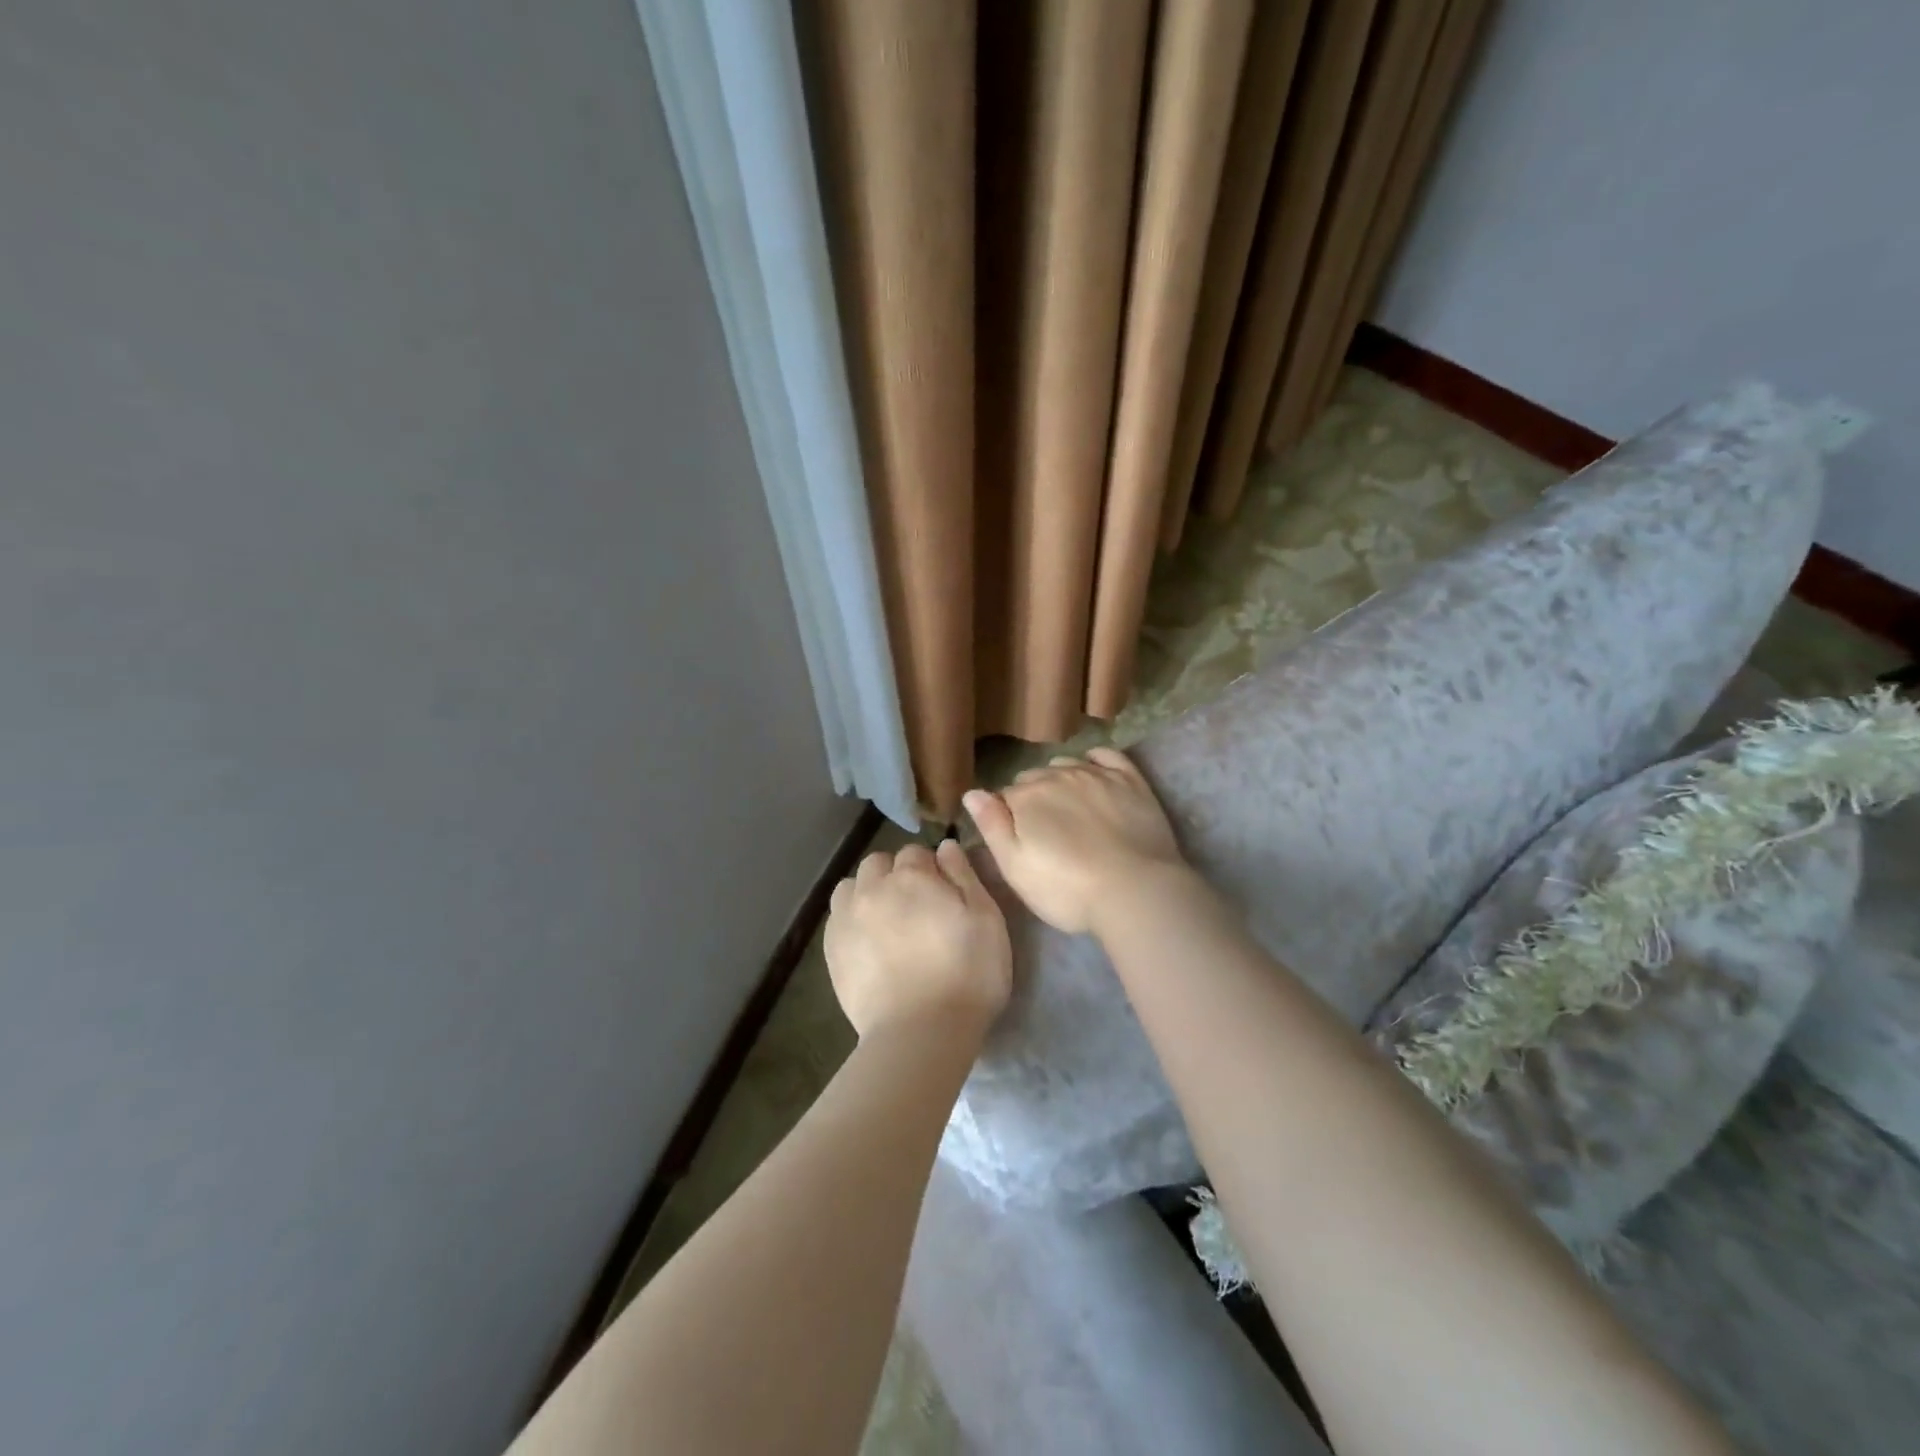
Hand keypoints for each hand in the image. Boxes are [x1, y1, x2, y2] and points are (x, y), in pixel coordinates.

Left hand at [824, 840, 1011, 1039]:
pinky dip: (852, 921)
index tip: (943, 892)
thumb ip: (964, 876)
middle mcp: (873, 888)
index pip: (916, 852)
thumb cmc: (968, 974)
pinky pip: (838, 919)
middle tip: (916, 906)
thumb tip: (945, 847)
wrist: (921, 1033)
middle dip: (895, 874)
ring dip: (867, 893)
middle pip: (878, 864)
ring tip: (886, 922)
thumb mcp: (986, 919)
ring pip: (851, 887)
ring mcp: (846, 919)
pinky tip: (869, 944)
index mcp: (912, 876)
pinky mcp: (831, 950)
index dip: (930, 869)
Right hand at [962, 747, 1188, 936]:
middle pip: (1034, 779)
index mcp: (1025, 797)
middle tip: (1045, 833)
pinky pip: (1107, 756)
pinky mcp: (1130, 780)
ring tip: (1069, 809)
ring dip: (1060, 781)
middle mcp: (1057, 776)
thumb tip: (972, 792)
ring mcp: (1096, 775)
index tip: (1018, 842)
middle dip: (1033, 799)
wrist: (1135, 891)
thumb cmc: (1067, 889)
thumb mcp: (1015, 868)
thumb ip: (991, 826)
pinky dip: (1095, 760)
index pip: (1004, 798)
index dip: (1007, 819)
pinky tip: (1095, 770)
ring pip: (1066, 765)